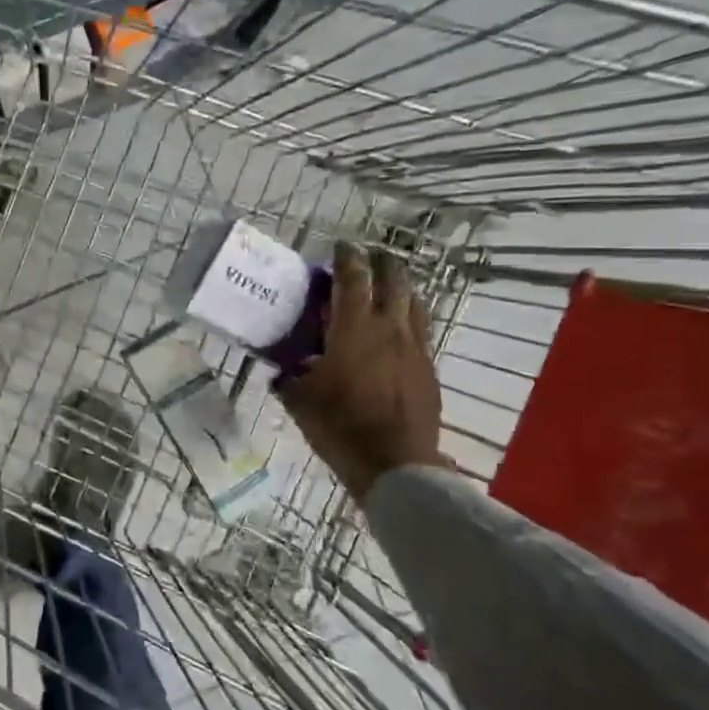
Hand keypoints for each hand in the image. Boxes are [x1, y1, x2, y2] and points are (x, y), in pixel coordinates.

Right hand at [278, 243, 445, 500]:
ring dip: (401, 288)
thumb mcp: (300, 401)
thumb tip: (279, 371)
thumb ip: (289, 379)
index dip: (347, 257)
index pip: (353, 279)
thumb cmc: (340, 427)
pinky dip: (409, 319)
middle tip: (370, 258)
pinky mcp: (428, 369)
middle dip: (382, 264)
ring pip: (415, 303)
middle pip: (394, 281)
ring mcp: (415, 349)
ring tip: (389, 287)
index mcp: (354, 330)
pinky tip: (399, 331)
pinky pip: (421, 331)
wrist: (395, 464)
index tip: (341, 245)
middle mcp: (390, 329)